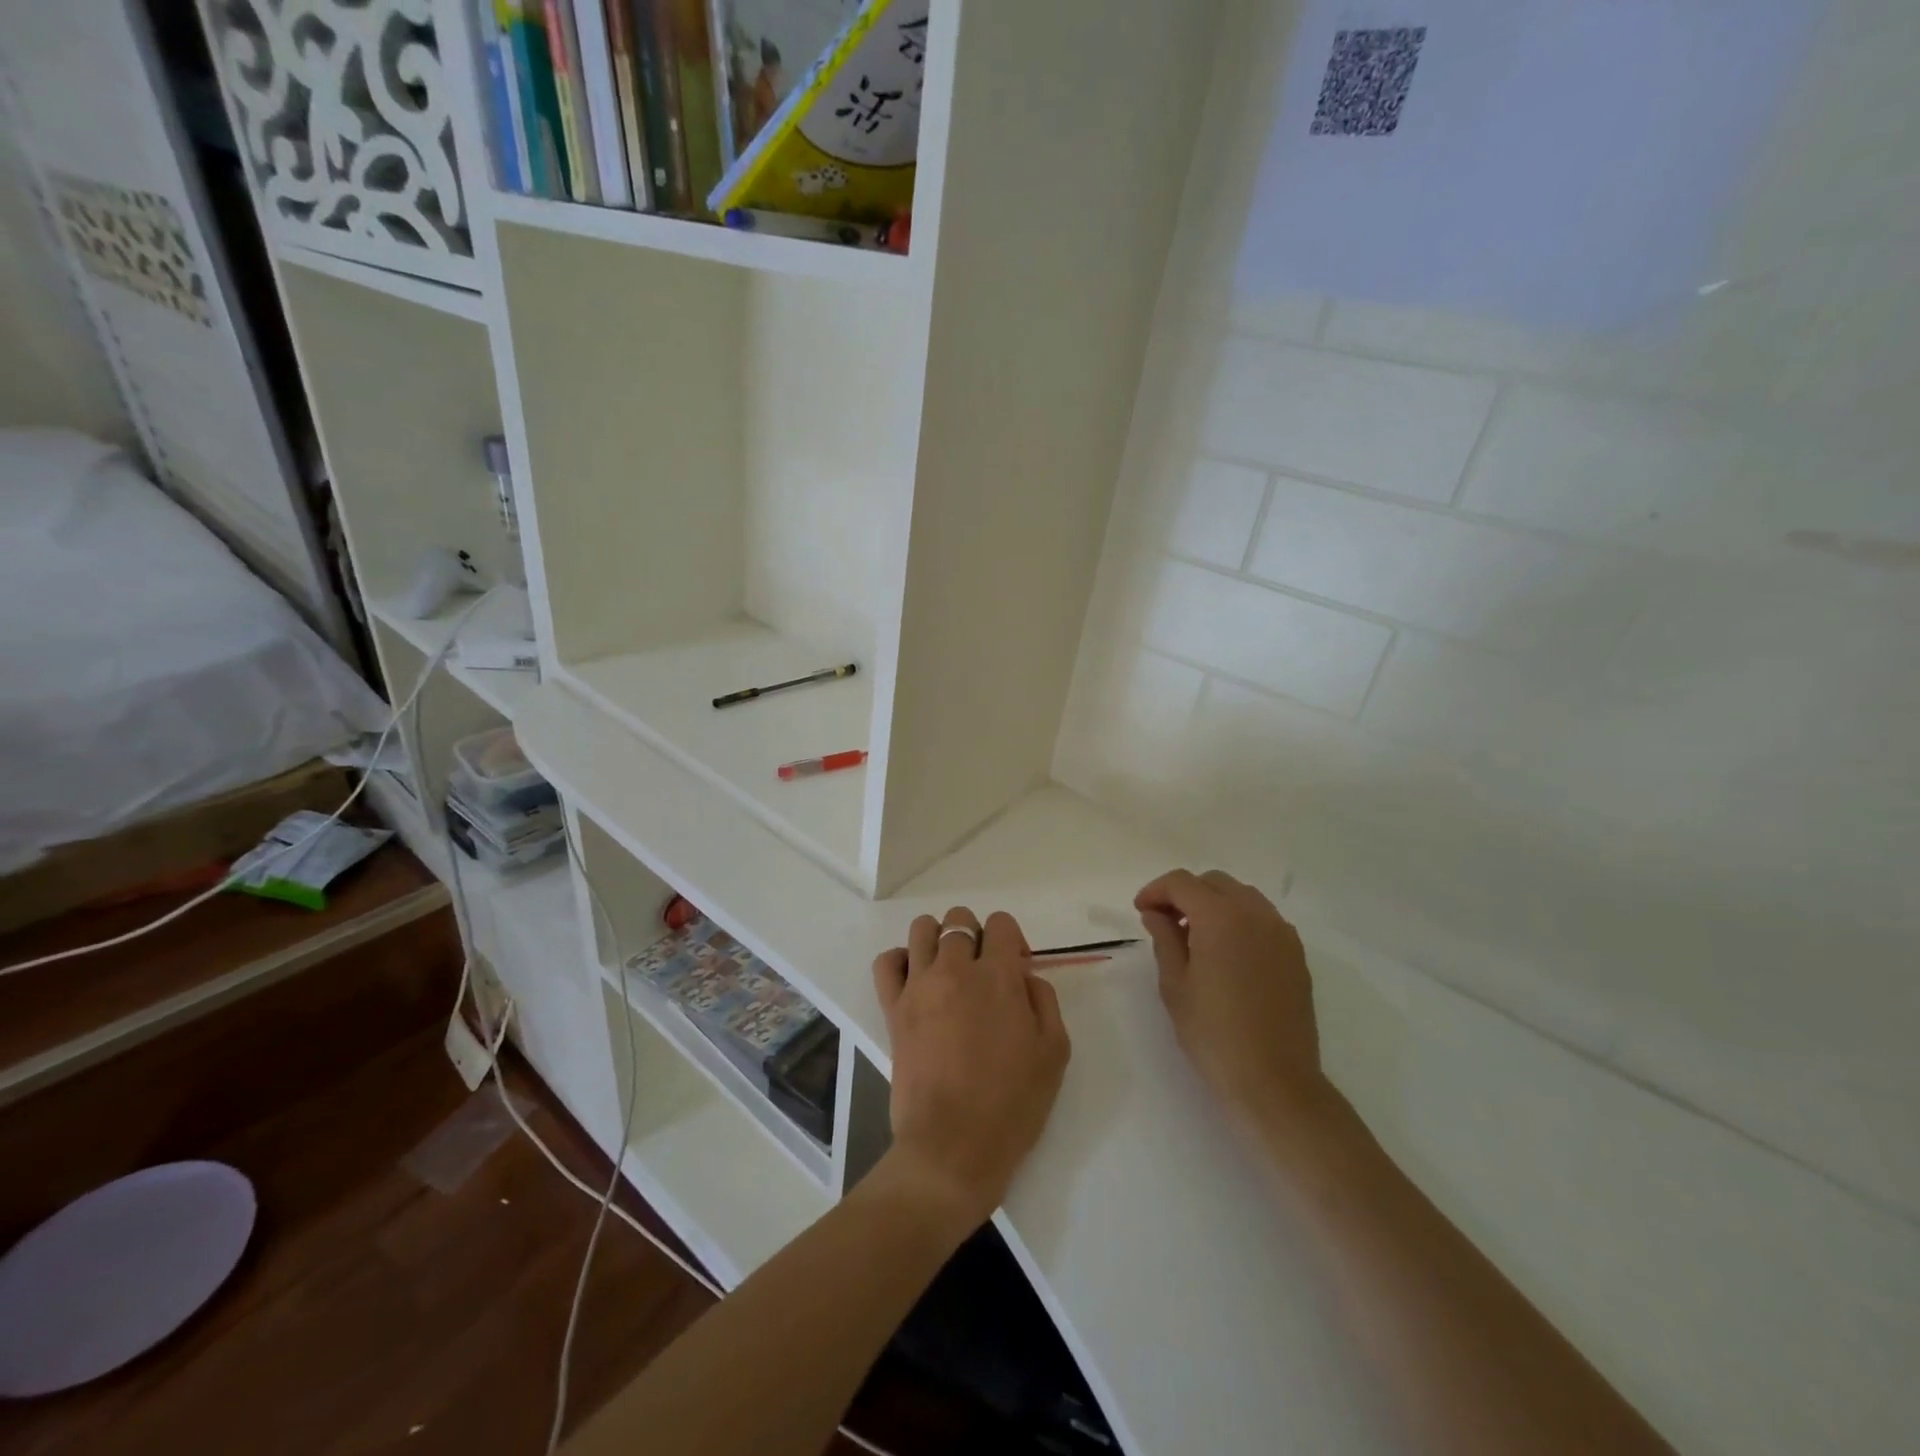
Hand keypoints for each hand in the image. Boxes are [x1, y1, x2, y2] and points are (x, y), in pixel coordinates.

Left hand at [871, 907, 1069, 1235]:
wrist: (953, 1147)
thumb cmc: (1011, 1104)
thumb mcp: (1054, 1052)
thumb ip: (1044, 1000)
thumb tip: (1023, 976)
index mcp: (998, 977)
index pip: (1001, 924)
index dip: (1012, 940)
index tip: (1016, 970)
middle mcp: (955, 969)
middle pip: (960, 920)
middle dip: (977, 937)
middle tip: (984, 973)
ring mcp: (919, 986)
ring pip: (922, 929)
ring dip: (939, 939)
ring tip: (949, 970)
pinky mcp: (893, 1008)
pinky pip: (886, 961)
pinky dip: (900, 959)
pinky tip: (916, 979)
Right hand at [1135, 869, 1326, 1121]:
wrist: (1275, 1081)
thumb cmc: (1213, 1034)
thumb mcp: (1175, 984)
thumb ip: (1164, 938)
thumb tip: (1156, 913)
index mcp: (1220, 917)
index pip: (1182, 883)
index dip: (1156, 891)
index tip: (1141, 912)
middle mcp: (1255, 914)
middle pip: (1213, 883)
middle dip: (1185, 894)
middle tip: (1164, 922)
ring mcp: (1281, 932)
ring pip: (1241, 896)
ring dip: (1214, 904)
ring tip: (1195, 937)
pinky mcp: (1296, 954)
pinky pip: (1262, 918)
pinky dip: (1239, 920)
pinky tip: (1226, 953)